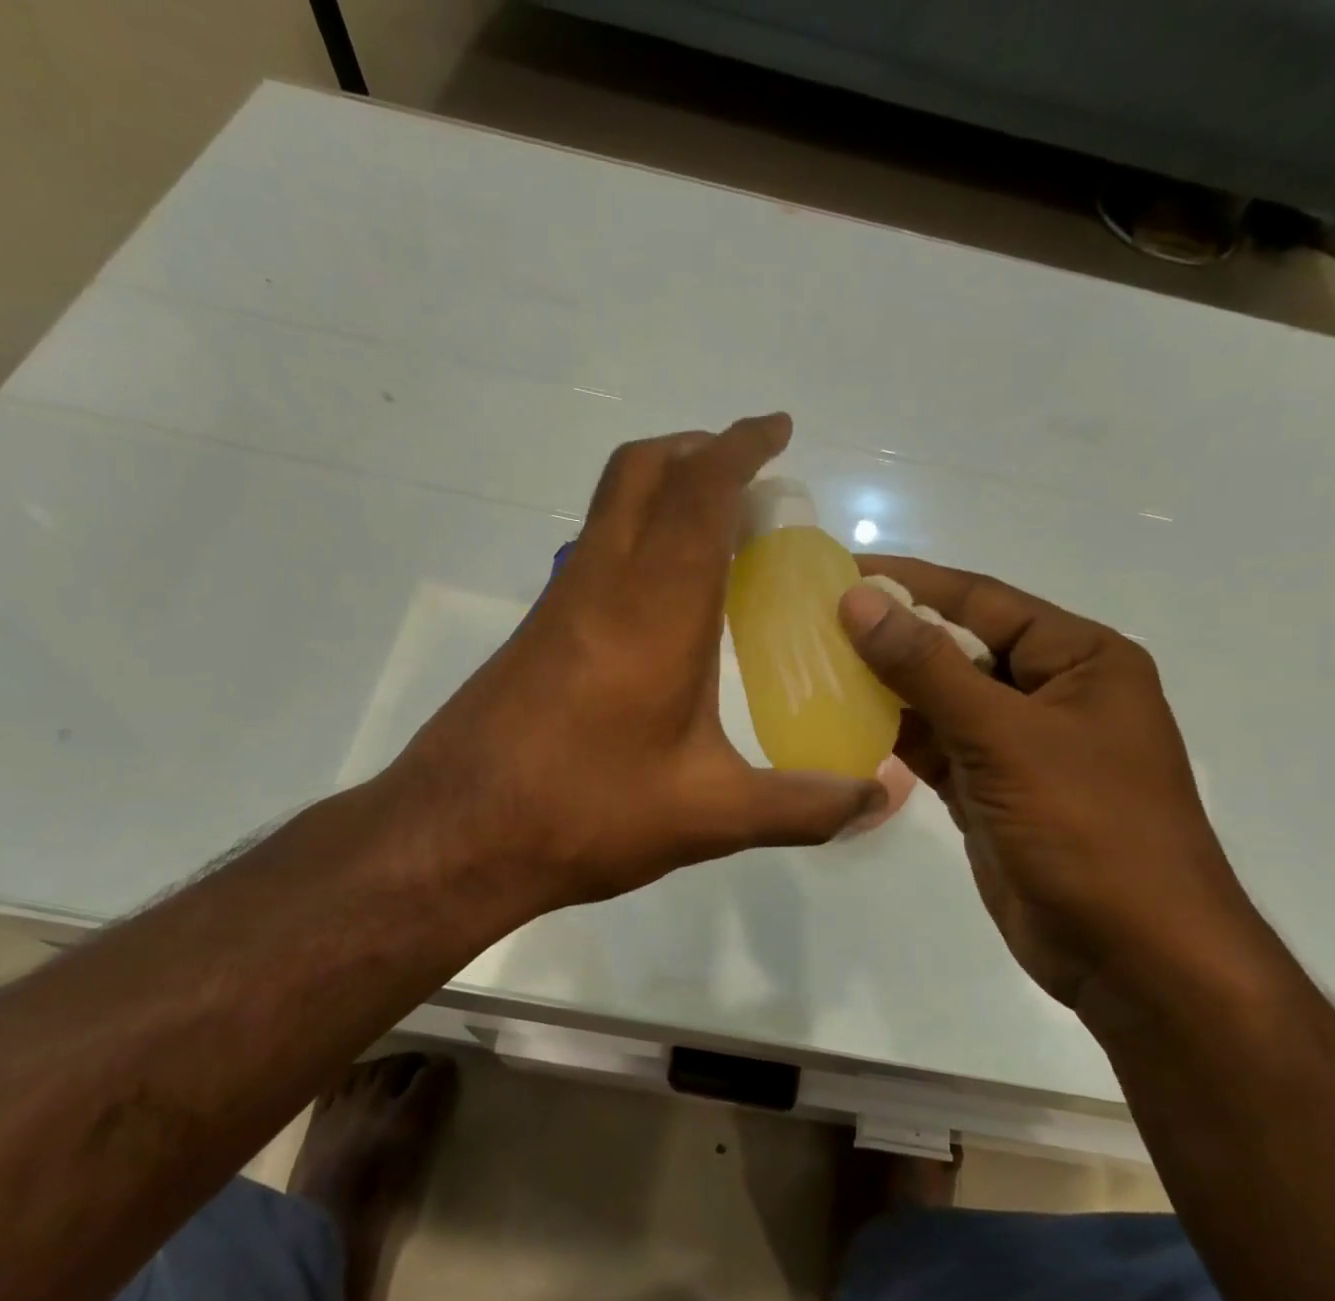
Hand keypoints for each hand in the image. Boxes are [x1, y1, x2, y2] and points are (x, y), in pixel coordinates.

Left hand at [377, 414, 882, 914]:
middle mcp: (601, 584)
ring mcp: (559, 604)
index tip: (778, 430)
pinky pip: (594, 551)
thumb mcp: (710, 816)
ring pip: (610, 506)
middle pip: (642, 470)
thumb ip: (803, 806)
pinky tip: (665, 603)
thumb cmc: (585, 814)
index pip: (699, 491)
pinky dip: (637, 537)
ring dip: (663, 489)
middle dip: (698, 449)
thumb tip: (878, 802)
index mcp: (655, 608)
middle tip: (748, 473)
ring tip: (718, 529)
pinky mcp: (536, 633)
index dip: (741, 446)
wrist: (456, 836)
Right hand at [840, 557, 1262, 1005]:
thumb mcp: (1006, 737)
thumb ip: (928, 668)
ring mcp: (1019, 747)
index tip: (841, 573)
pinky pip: (936, 749)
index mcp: (1078, 660)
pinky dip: (894, 737)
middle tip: (814, 623)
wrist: (1133, 956)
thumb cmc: (1087, 829)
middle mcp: (1050, 694)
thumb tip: (859, 602)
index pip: (982, 601)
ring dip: (886, 688)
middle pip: (958, 649)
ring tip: (815, 667)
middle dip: (892, 636)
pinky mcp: (992, 792)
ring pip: (941, 701)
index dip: (912, 584)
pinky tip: (844, 723)